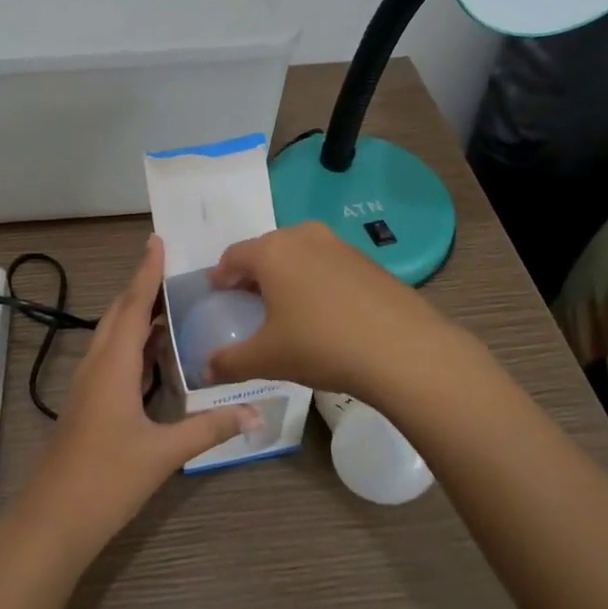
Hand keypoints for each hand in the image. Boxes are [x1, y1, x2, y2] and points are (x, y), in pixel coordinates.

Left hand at [10, 235, 255, 562]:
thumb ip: (209, 428)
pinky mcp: (88, 404)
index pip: (133, 305)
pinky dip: (134, 343)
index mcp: (113, 365)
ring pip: (112, 335)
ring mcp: (88, 385)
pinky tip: (155, 354)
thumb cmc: (106, 479)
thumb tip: (257, 412)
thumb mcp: (163, 453)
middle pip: (119, 313)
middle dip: (143, 287)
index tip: (157, 240)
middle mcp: (97, 365)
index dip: (147, 272)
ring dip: (137, 315)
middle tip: (175, 269)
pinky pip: (112, 357)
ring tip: (172, 303)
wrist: (53, 521)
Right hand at [205, 222, 454, 396]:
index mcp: (271, 251)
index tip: (217, 294)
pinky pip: (328, 265)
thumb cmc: (321, 345)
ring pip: (300, 255)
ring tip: (286, 308)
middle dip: (253, 274)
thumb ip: (229, 362)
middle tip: (248, 302)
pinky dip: (316, 282)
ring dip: (287, 276)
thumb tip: (204, 372)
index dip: (220, 276)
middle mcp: (303, 236)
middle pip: (266, 250)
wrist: (403, 349)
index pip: (233, 256)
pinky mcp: (368, 261)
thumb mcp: (267, 359)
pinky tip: (324, 313)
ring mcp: (339, 245)